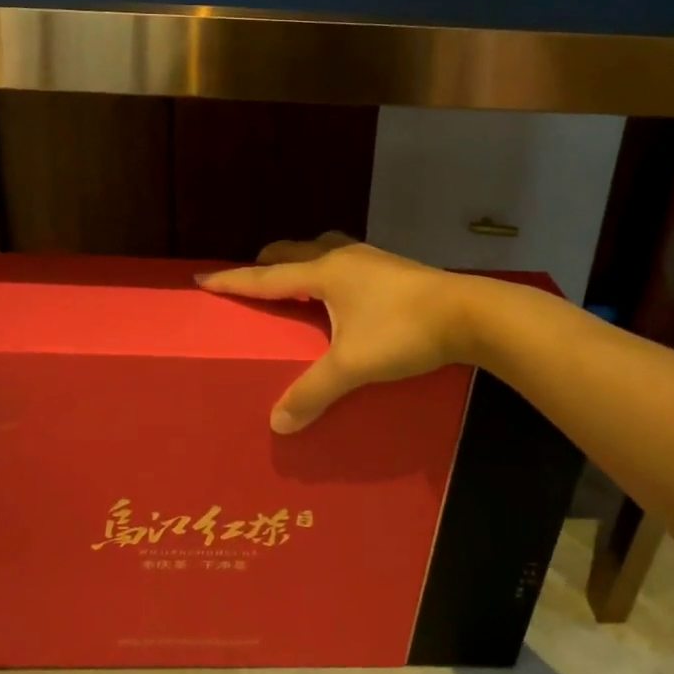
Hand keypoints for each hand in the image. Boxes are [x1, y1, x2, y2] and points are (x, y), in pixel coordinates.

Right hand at [197, 235, 473, 432]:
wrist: (470, 315)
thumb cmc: (403, 332)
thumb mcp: (353, 366)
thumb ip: (313, 392)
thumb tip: (278, 422)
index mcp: (324, 273)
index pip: (266, 276)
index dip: (233, 280)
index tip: (203, 277)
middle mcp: (343, 258)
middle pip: (294, 252)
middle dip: (268, 263)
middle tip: (253, 281)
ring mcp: (372, 260)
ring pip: (324, 250)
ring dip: (302, 261)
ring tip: (295, 283)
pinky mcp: (394, 270)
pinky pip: (347, 262)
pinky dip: (329, 271)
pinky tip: (343, 295)